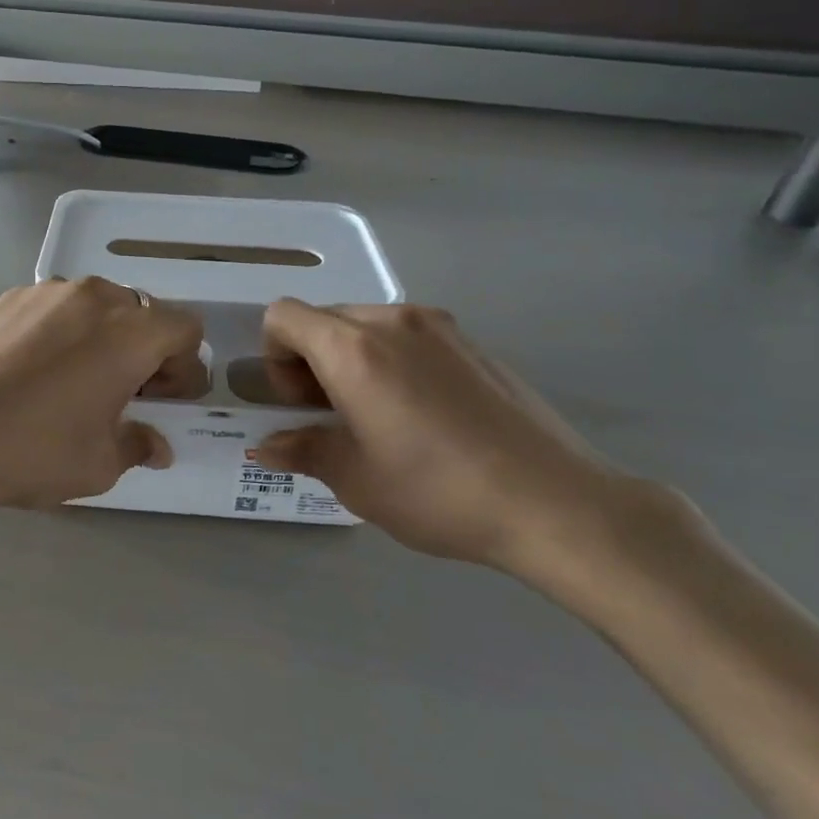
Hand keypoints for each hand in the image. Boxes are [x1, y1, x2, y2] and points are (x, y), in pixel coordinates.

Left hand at [0, 278, 206, 511]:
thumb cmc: (32, 449)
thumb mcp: (98, 465)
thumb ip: (138, 446)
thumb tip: (156, 444)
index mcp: (131, 333)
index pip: (186, 328)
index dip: (184, 365)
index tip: (162, 399)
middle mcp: (96, 297)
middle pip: (143, 313)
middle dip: (146, 350)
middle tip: (124, 392)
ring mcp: (49, 290)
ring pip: (98, 305)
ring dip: (104, 336)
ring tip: (76, 377)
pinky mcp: (11, 296)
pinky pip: (57, 306)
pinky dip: (63, 330)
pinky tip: (34, 368)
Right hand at [253, 302, 681, 576]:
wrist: (553, 502)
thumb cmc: (437, 490)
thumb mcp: (355, 479)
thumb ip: (302, 450)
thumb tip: (266, 446)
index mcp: (353, 348)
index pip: (284, 316)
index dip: (274, 356)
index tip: (300, 402)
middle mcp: (393, 322)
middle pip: (325, 318)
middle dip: (311, 360)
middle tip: (334, 415)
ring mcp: (440, 328)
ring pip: (368, 325)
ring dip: (353, 359)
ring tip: (379, 415)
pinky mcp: (473, 344)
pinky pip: (410, 337)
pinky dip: (394, 361)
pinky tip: (424, 416)